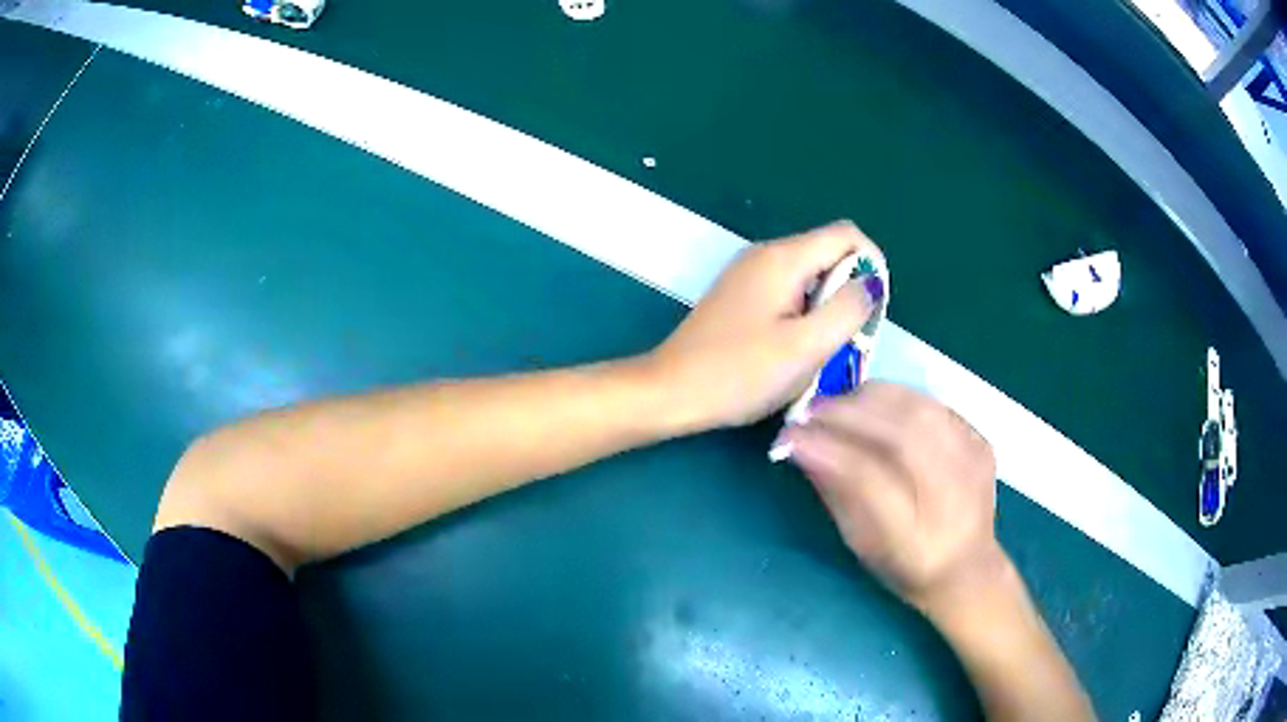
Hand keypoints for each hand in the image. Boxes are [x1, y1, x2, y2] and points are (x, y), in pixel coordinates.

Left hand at [644, 221, 882, 430]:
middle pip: (829, 256)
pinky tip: (793, 352)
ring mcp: (750, 275)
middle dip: (849, 294)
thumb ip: (847, 310)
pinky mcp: (741, 298)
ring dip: (827, 311)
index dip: (872, 266)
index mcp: (784, 257)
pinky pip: (789, 295)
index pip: (848, 234)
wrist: (670, 392)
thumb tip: (872, 283)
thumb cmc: (738, 373)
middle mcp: (766, 255)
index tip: (869, 313)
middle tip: (844, 343)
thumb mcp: (805, 346)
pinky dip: (804, 318)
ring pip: (811, 279)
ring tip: (819, 354)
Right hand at [783, 383, 1005, 612]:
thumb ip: (835, 494)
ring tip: (838, 403)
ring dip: (870, 399)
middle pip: (901, 435)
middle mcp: (954, 497)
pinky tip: (874, 404)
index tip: (790, 436)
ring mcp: (974, 464)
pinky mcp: (981, 441)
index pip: (870, 480)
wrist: (968, 567)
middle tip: (810, 411)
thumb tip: (801, 446)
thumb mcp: (863, 545)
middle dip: (848, 415)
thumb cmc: (906, 566)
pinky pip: (934, 405)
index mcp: (917, 541)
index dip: (828, 451)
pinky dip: (897, 398)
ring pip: (919, 410)